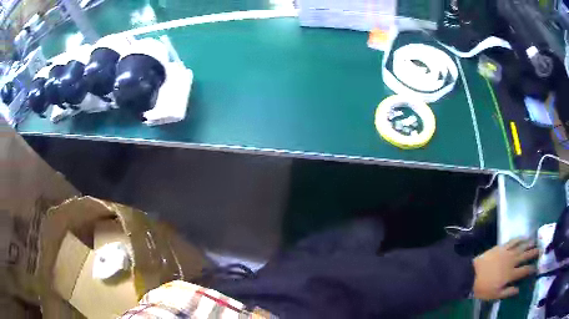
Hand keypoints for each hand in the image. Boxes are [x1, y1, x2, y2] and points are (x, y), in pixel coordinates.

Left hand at [472, 238, 538, 299]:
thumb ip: (508, 292)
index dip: (531, 269)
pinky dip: (519, 238)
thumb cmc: (483, 288)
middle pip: (525, 256)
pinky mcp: (502, 247)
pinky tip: (524, 237)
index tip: (536, 267)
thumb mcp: (495, 295)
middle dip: (533, 253)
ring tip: (535, 241)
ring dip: (529, 243)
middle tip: (540, 250)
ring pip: (521, 246)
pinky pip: (513, 241)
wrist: (472, 275)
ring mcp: (507, 252)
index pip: (524, 271)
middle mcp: (512, 261)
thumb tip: (518, 290)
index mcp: (511, 274)